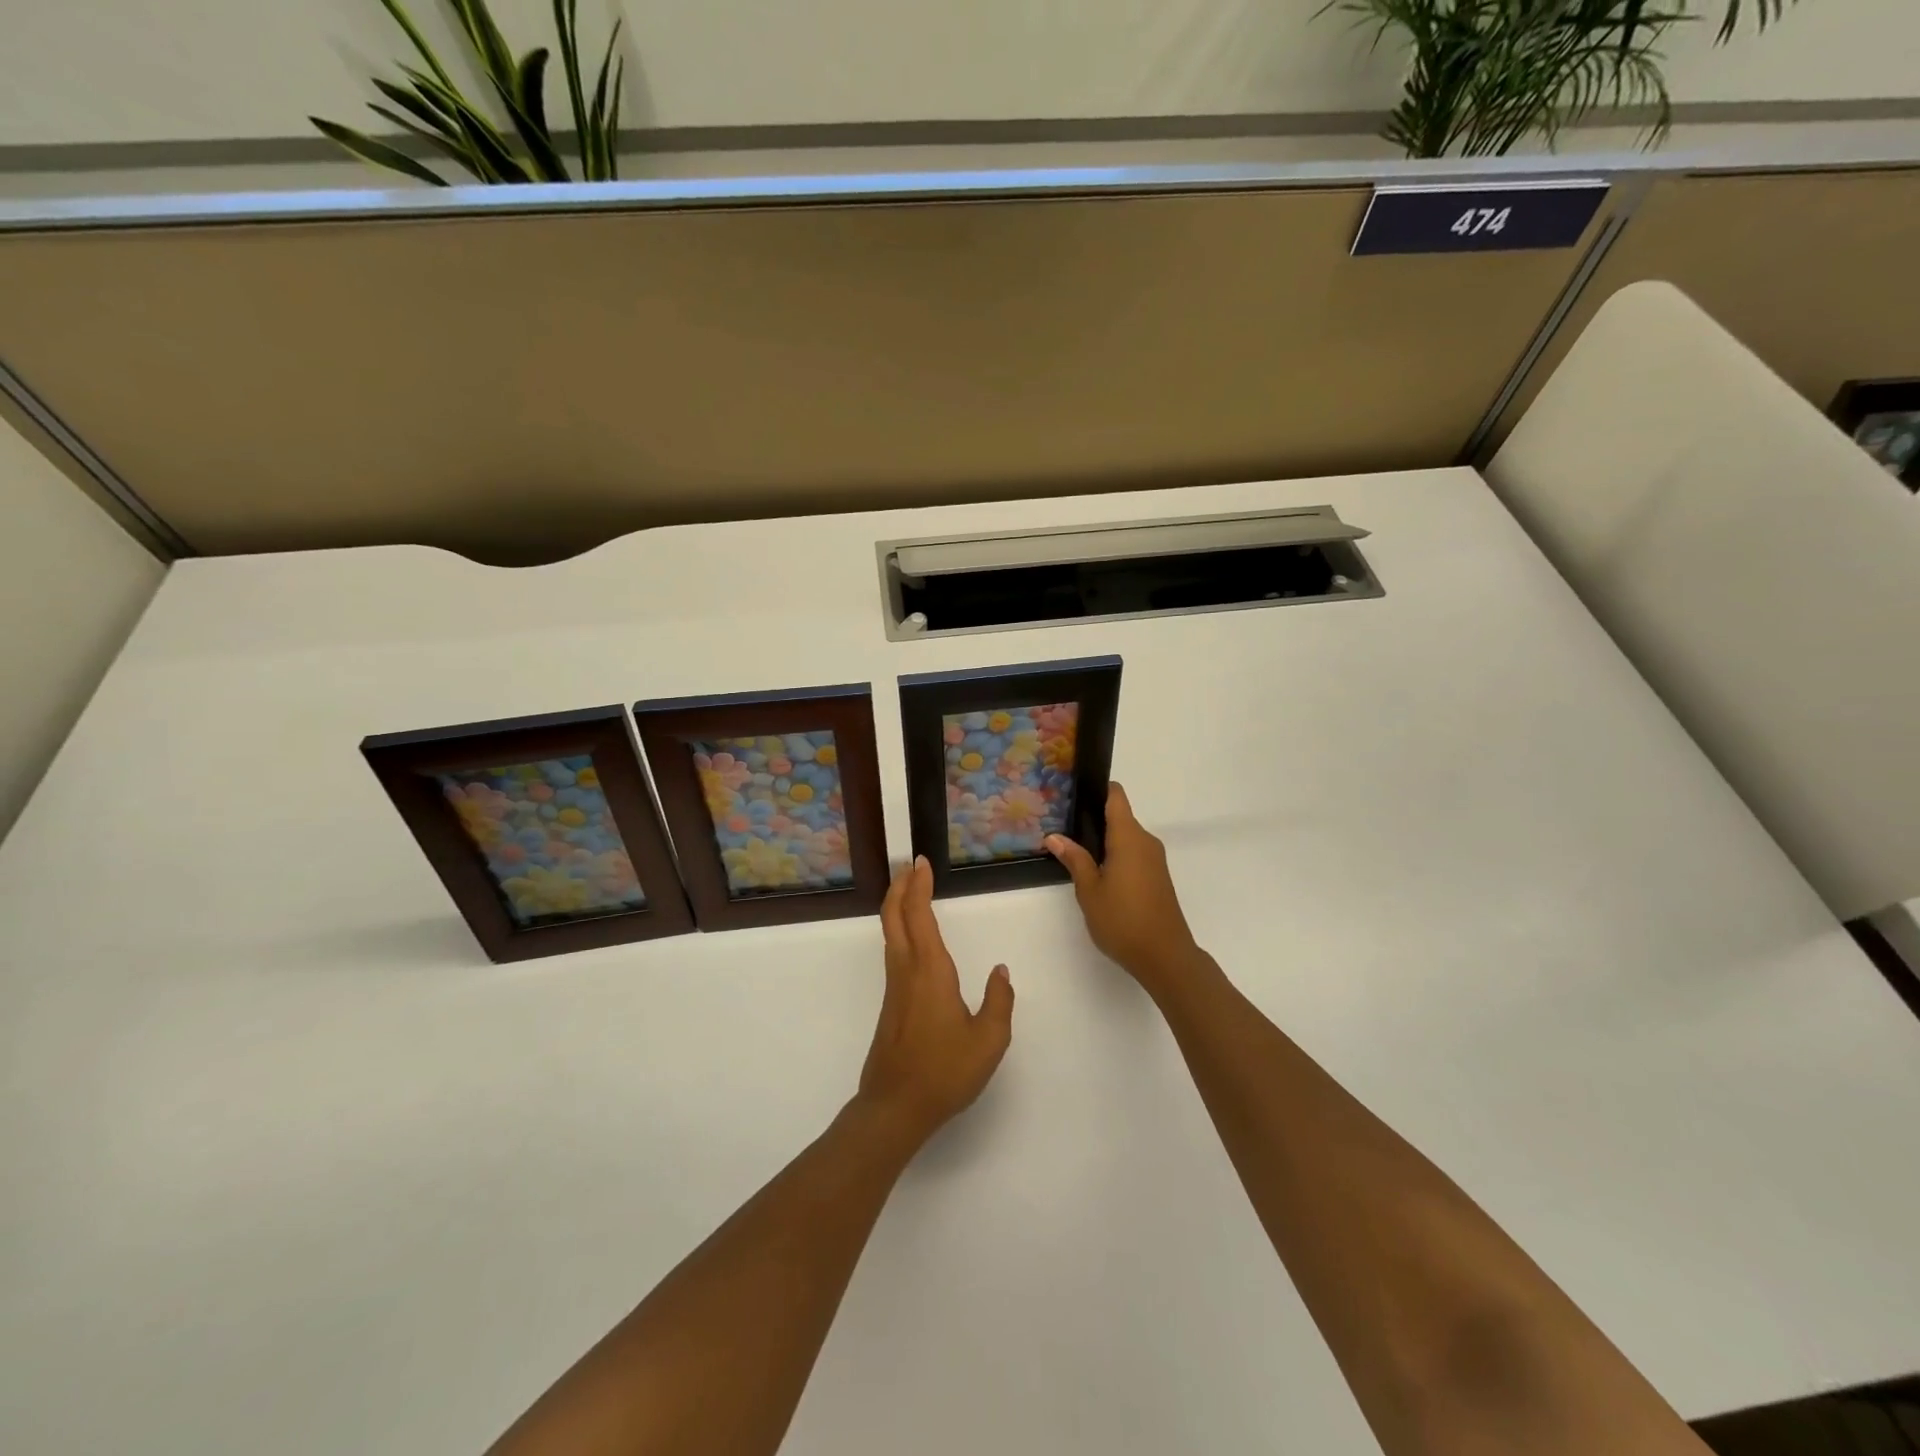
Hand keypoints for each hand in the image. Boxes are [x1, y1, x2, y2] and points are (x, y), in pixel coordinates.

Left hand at [856, 857, 1014, 1148]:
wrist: (895, 1107)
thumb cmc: (945, 1072)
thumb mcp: (989, 1041)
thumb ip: (999, 1002)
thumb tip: (1000, 971)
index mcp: (930, 971)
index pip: (919, 916)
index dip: (918, 886)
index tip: (921, 863)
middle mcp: (907, 971)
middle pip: (894, 917)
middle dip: (900, 887)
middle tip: (910, 866)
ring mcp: (895, 987)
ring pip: (890, 933)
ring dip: (897, 906)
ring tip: (909, 890)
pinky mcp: (892, 1003)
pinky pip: (893, 951)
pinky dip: (899, 929)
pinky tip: (911, 937)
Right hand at [1046, 783, 1203, 995]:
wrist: (1165, 956)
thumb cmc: (1123, 920)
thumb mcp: (1089, 890)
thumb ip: (1074, 859)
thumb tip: (1054, 836)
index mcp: (1129, 837)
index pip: (1116, 796)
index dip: (1097, 789)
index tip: (1074, 793)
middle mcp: (1145, 841)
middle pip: (1119, 816)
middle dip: (1093, 819)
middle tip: (1062, 826)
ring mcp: (1154, 859)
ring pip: (1126, 837)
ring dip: (1104, 840)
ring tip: (1074, 849)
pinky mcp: (1157, 876)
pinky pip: (1133, 853)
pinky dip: (1115, 855)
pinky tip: (1096, 871)